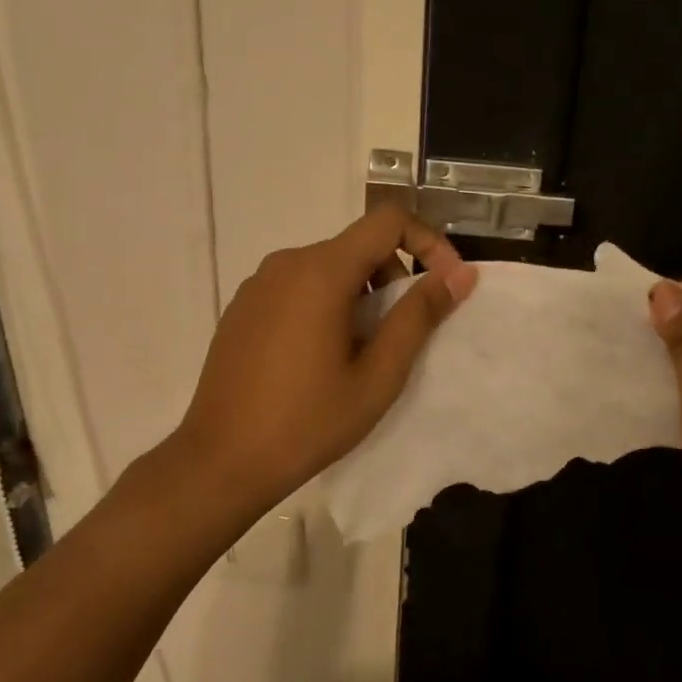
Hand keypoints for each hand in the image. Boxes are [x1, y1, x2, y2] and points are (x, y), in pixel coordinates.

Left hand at [170, 206, 477, 524]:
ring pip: (328, 267)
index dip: (428, 242)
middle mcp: (286, 263)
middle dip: (394, 278)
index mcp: (321, 272)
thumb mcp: (378, 375)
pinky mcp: (243, 307)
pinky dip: (326, 304)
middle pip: (358, 245)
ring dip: (361, 295)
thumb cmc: (308, 421)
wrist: (221, 461)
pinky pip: (298, 286)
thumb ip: (420, 316)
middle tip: (401, 335)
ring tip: (361, 353)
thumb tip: (460, 274)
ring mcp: (258, 284)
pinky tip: (320, 358)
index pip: (388, 220)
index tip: (445, 285)